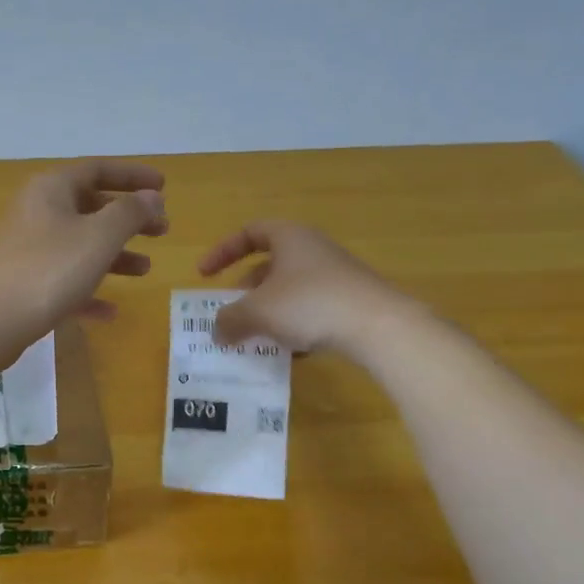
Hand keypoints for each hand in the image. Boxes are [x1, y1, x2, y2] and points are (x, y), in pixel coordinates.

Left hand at [0, 160, 167, 362]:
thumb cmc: (48, 271)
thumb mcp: (98, 237)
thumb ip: (130, 213)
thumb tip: (151, 197)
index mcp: (51, 189)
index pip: (97, 169)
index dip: (133, 176)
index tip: (164, 187)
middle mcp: (36, 212)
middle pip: (89, 207)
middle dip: (128, 220)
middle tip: (161, 232)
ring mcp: (26, 250)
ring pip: (78, 246)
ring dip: (114, 256)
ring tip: (145, 271)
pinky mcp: (22, 284)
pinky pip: (63, 280)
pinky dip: (88, 290)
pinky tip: (109, 312)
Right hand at [199, 220, 423, 357]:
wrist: (379, 326)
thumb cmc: (309, 304)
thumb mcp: (257, 312)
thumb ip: (229, 320)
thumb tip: (216, 331)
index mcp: (289, 238)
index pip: (249, 233)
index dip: (222, 251)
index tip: (204, 275)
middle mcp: (313, 250)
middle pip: (269, 264)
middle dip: (245, 290)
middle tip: (231, 312)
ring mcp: (335, 275)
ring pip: (289, 289)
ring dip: (267, 311)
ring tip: (255, 336)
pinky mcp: (350, 301)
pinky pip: (310, 309)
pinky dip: (293, 325)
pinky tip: (289, 351)